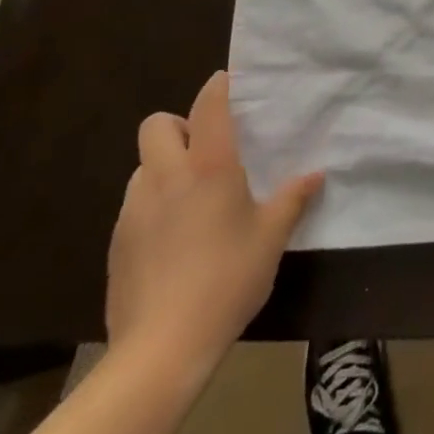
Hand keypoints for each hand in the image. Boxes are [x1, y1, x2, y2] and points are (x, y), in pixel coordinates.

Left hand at [105, 71, 323, 376]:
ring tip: (188, 198)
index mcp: (209, 166)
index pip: (208, 105)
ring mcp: (135, 209)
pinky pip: (133, 205)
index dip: (217, 87)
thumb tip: (316, 174)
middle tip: (204, 150)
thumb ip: (292, 200)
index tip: (228, 84)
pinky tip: (171, 239)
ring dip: (163, 167)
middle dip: (178, 125)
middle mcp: (167, 176)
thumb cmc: (226, 280)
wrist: (160, 350)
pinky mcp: (117, 243)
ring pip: (142, 165)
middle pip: (157, 125)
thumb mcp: (271, 239)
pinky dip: (151, 205)